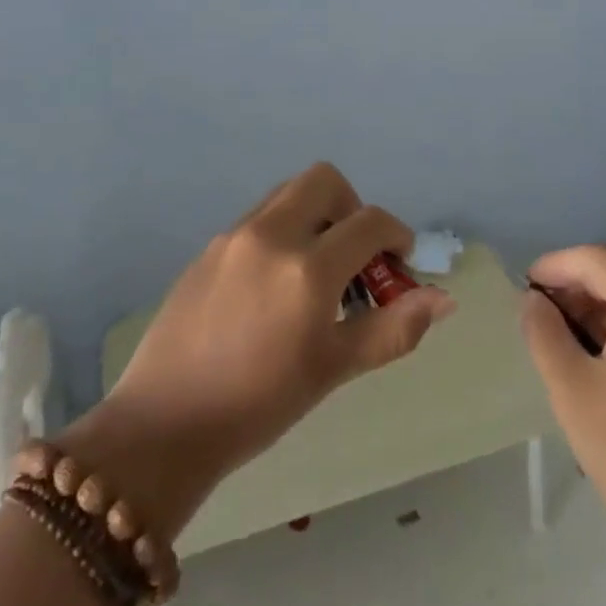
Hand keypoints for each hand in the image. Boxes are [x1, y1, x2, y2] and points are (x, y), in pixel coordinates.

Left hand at [70, 164, 454, 533]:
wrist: (162, 425)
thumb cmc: (258, 404)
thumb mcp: (332, 369)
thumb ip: (392, 328)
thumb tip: (443, 299)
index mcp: (306, 267)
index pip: (369, 222)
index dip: (397, 235)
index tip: (400, 263)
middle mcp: (271, 234)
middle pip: (325, 180)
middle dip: (352, 208)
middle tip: (354, 256)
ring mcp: (234, 236)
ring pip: (289, 194)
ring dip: (315, 216)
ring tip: (315, 272)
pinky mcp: (209, 247)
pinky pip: (259, 218)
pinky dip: (283, 231)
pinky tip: (275, 286)